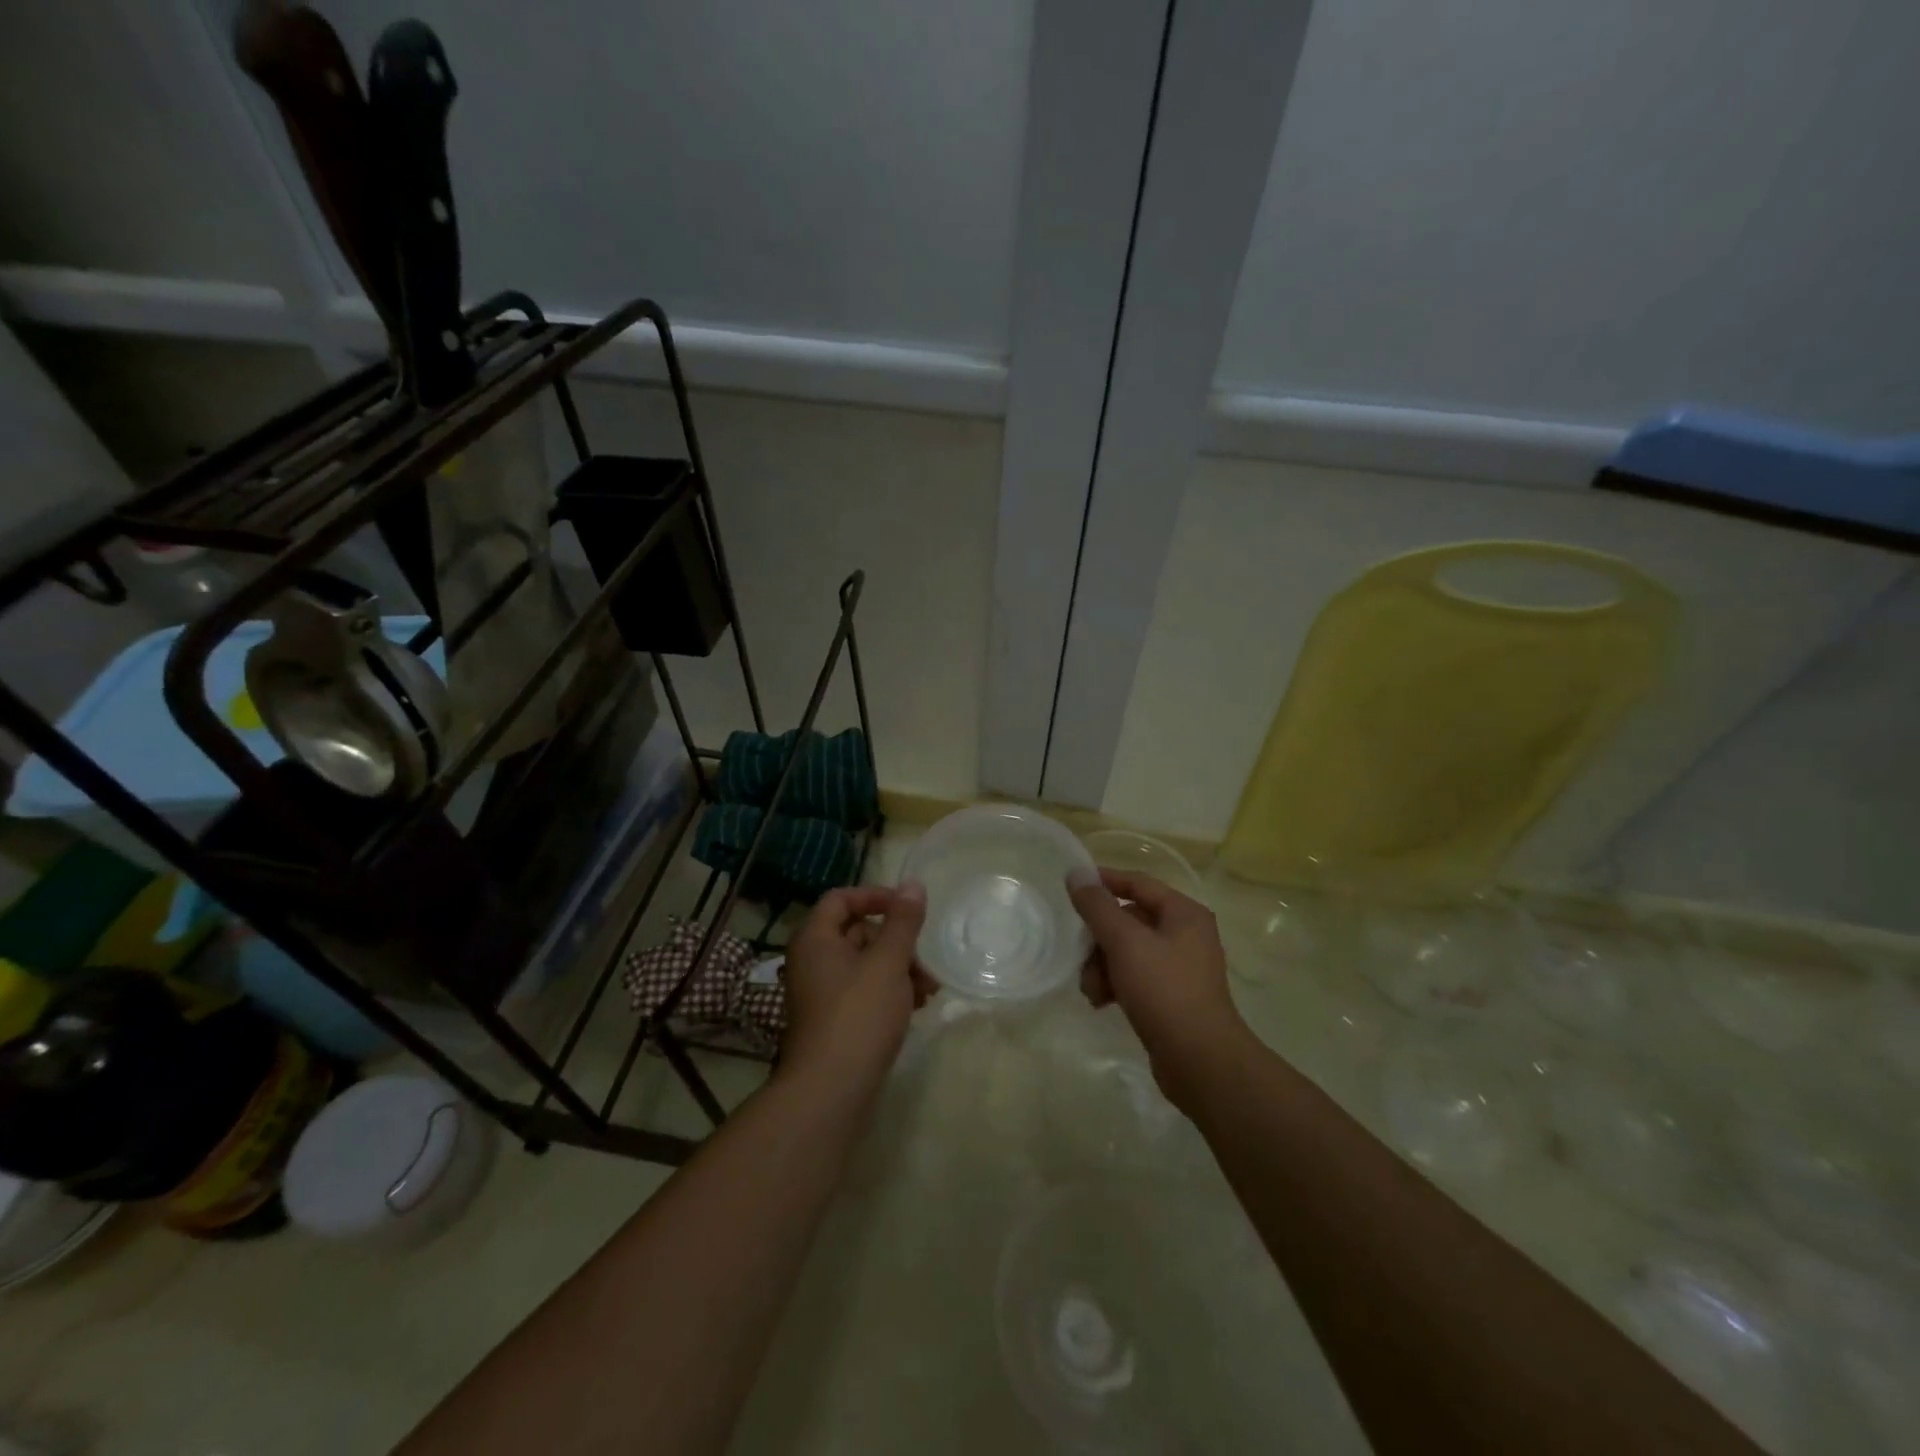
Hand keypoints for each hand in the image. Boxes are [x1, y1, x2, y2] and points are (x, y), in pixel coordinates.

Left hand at [779, 883, 932, 1093]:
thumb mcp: (888, 962)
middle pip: (857, 933)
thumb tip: (913, 884)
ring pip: (865, 965)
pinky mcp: (833, 1022)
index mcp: (815, 939)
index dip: (875, 897)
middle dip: (897, 943)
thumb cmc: (859, 1015)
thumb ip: (903, 922)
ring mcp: (820, 994)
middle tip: (925, 962)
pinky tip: (915, 1008)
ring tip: (928, 991)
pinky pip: (863, 992)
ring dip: (899, 970)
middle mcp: (812, 962)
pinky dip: (889, 993)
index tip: (908, 907)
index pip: (841, 899)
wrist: (830, 1091)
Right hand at [1066, 867, 1245, 1109]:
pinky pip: (1136, 977)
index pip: (1138, 883)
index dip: (1104, 882)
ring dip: (1103, 966)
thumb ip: (1097, 906)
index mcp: (1184, 913)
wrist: (1200, 1060)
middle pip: (1129, 920)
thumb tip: (1076, 874)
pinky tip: (1102, 1003)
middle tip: (1081, 957)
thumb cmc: (1164, 990)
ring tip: (1092, 991)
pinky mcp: (1173, 997)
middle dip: (1100, 939)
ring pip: (1128, 952)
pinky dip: (1116, 985)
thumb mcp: (1125, 942)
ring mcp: (1181, 968)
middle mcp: (1186, 935)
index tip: (1072, 887)